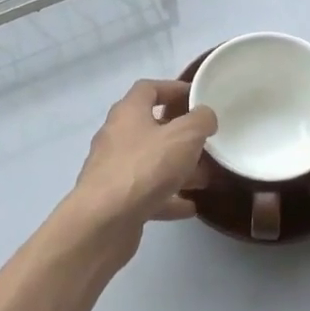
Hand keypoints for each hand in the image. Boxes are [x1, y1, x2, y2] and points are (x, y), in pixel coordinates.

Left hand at [62, 80, 218, 252]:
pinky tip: (189, 207)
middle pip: (151, 126)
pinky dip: (168, 197)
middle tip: (206, 141)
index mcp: (129, 112)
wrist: (104, 222)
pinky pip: (147, 192)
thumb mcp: (184, 136)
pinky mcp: (116, 199)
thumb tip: (205, 116)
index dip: (173, 88)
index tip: (197, 98)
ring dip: (177, 168)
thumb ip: (200, 120)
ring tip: (205, 177)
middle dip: (180, 134)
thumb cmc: (145, 167)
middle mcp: (117, 136)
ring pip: (151, 161)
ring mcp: (114, 169)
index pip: (149, 88)